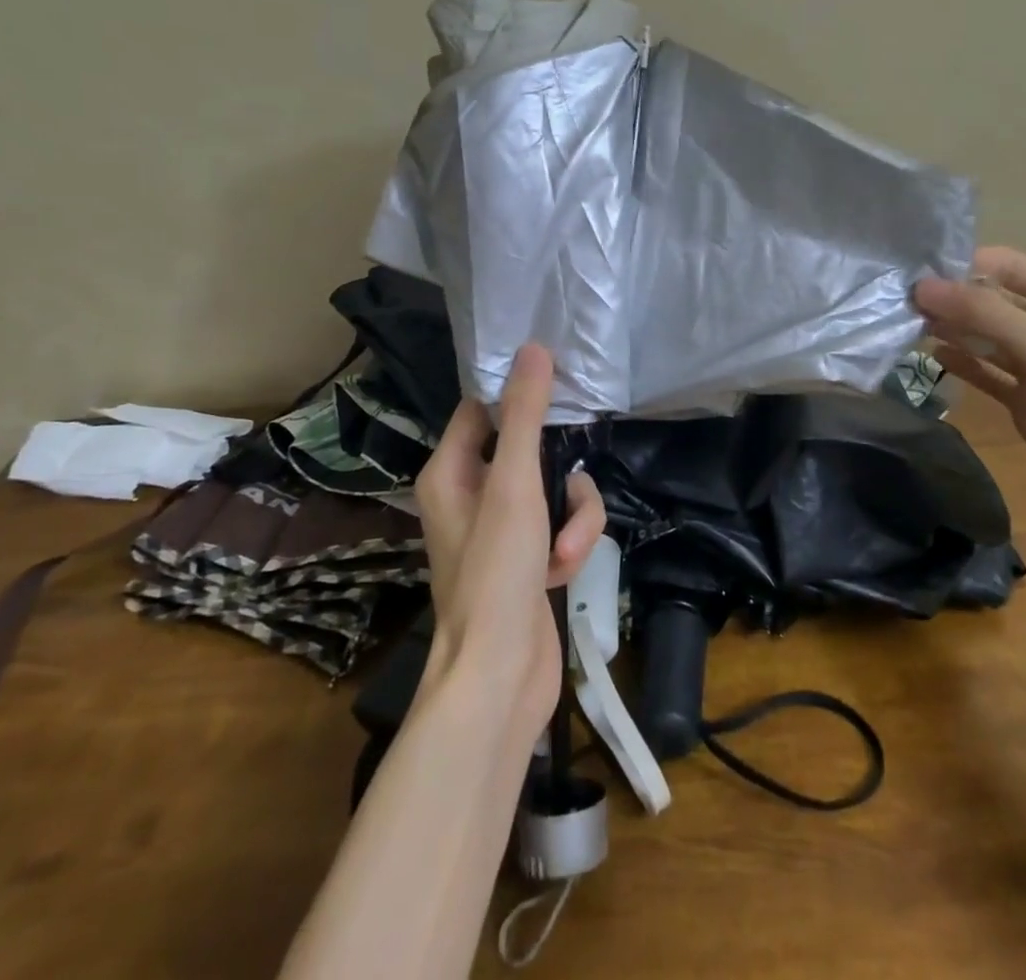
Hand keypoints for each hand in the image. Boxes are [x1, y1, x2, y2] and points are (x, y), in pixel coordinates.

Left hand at [414, 344, 606, 737]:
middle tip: (569, 483)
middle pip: (532, 448)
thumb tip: (533, 348)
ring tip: (565, 551)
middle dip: (562, 471)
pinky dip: (572, 545)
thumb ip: (526, 415)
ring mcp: (504, 530)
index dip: (518, 395)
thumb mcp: (515, 485)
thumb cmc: (495, 572)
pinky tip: (565, 573)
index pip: (484, 409)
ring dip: (574, 516)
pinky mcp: (531, 559)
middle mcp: (472, 495)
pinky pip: (564, 525)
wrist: (500, 678)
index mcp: (451, 472)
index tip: (559, 383)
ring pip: (558, 489)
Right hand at [915, 247, 1025, 577]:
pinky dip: (961, 364)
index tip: (911, 270)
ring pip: (987, 338)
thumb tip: (921, 287)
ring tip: (902, 322)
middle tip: (895, 298)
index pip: (1010, 267)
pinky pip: (988, 375)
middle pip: (994, 301)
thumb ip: (988, 316)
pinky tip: (929, 354)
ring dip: (951, 329)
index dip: (963, 266)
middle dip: (951, 299)